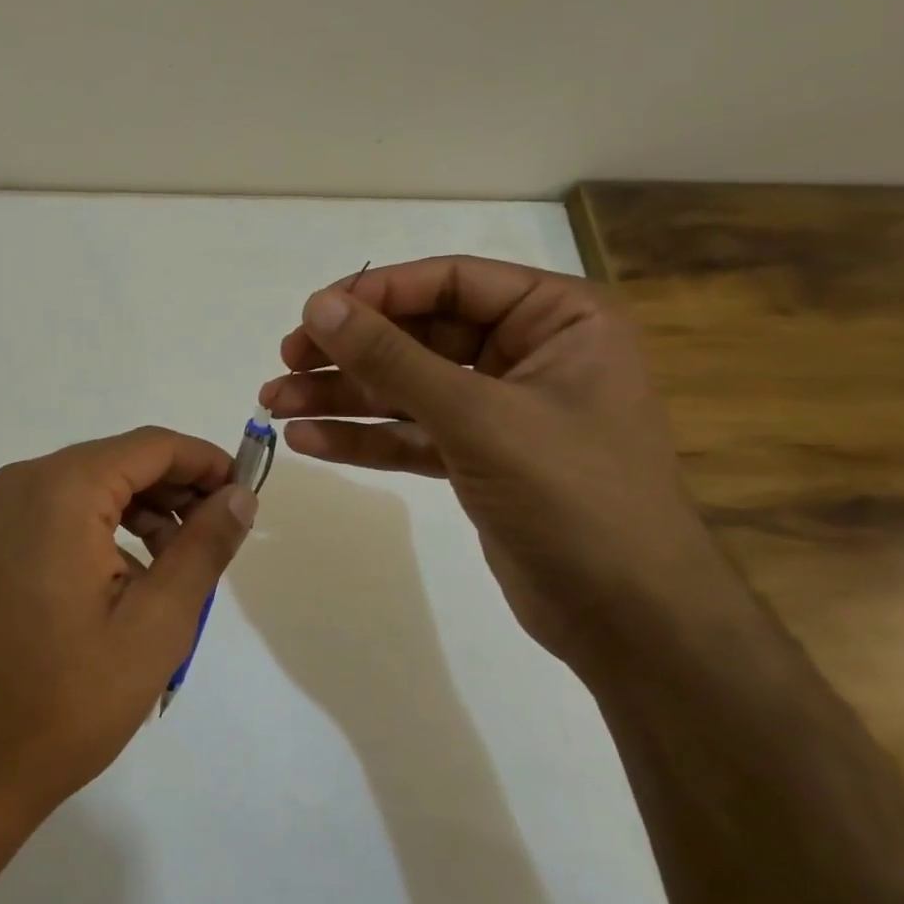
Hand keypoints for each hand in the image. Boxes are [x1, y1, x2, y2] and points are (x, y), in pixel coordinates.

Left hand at [0, 428, 257, 817]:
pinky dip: (106, 526)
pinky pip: (64, 509)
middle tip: (220, 533)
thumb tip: (240, 495)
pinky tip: (133, 576)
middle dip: (176, 489)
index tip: (246, 492)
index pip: (151, 446)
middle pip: (120, 461)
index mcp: (62, 489)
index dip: (205, 461)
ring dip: (143, 510)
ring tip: (180, 563)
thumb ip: (205, 545)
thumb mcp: (159, 620)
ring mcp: (2, 509)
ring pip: (93, 484)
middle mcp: (25, 481)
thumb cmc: (73, 694)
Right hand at [259, 256, 730, 669]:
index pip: (451, 283)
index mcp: (557, 319)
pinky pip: (410, 433)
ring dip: (341, 396)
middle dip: (348, 353)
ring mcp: (500, 409)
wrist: (629, 620)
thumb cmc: (574, 497)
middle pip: (419, 335)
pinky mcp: (477, 457)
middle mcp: (528, 354)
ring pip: (406, 387)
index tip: (311, 315)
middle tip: (284, 364)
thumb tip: (318, 306)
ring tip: (274, 405)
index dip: (376, 294)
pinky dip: (362, 437)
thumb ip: (393, 358)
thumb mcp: (477, 417)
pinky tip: (307, 441)